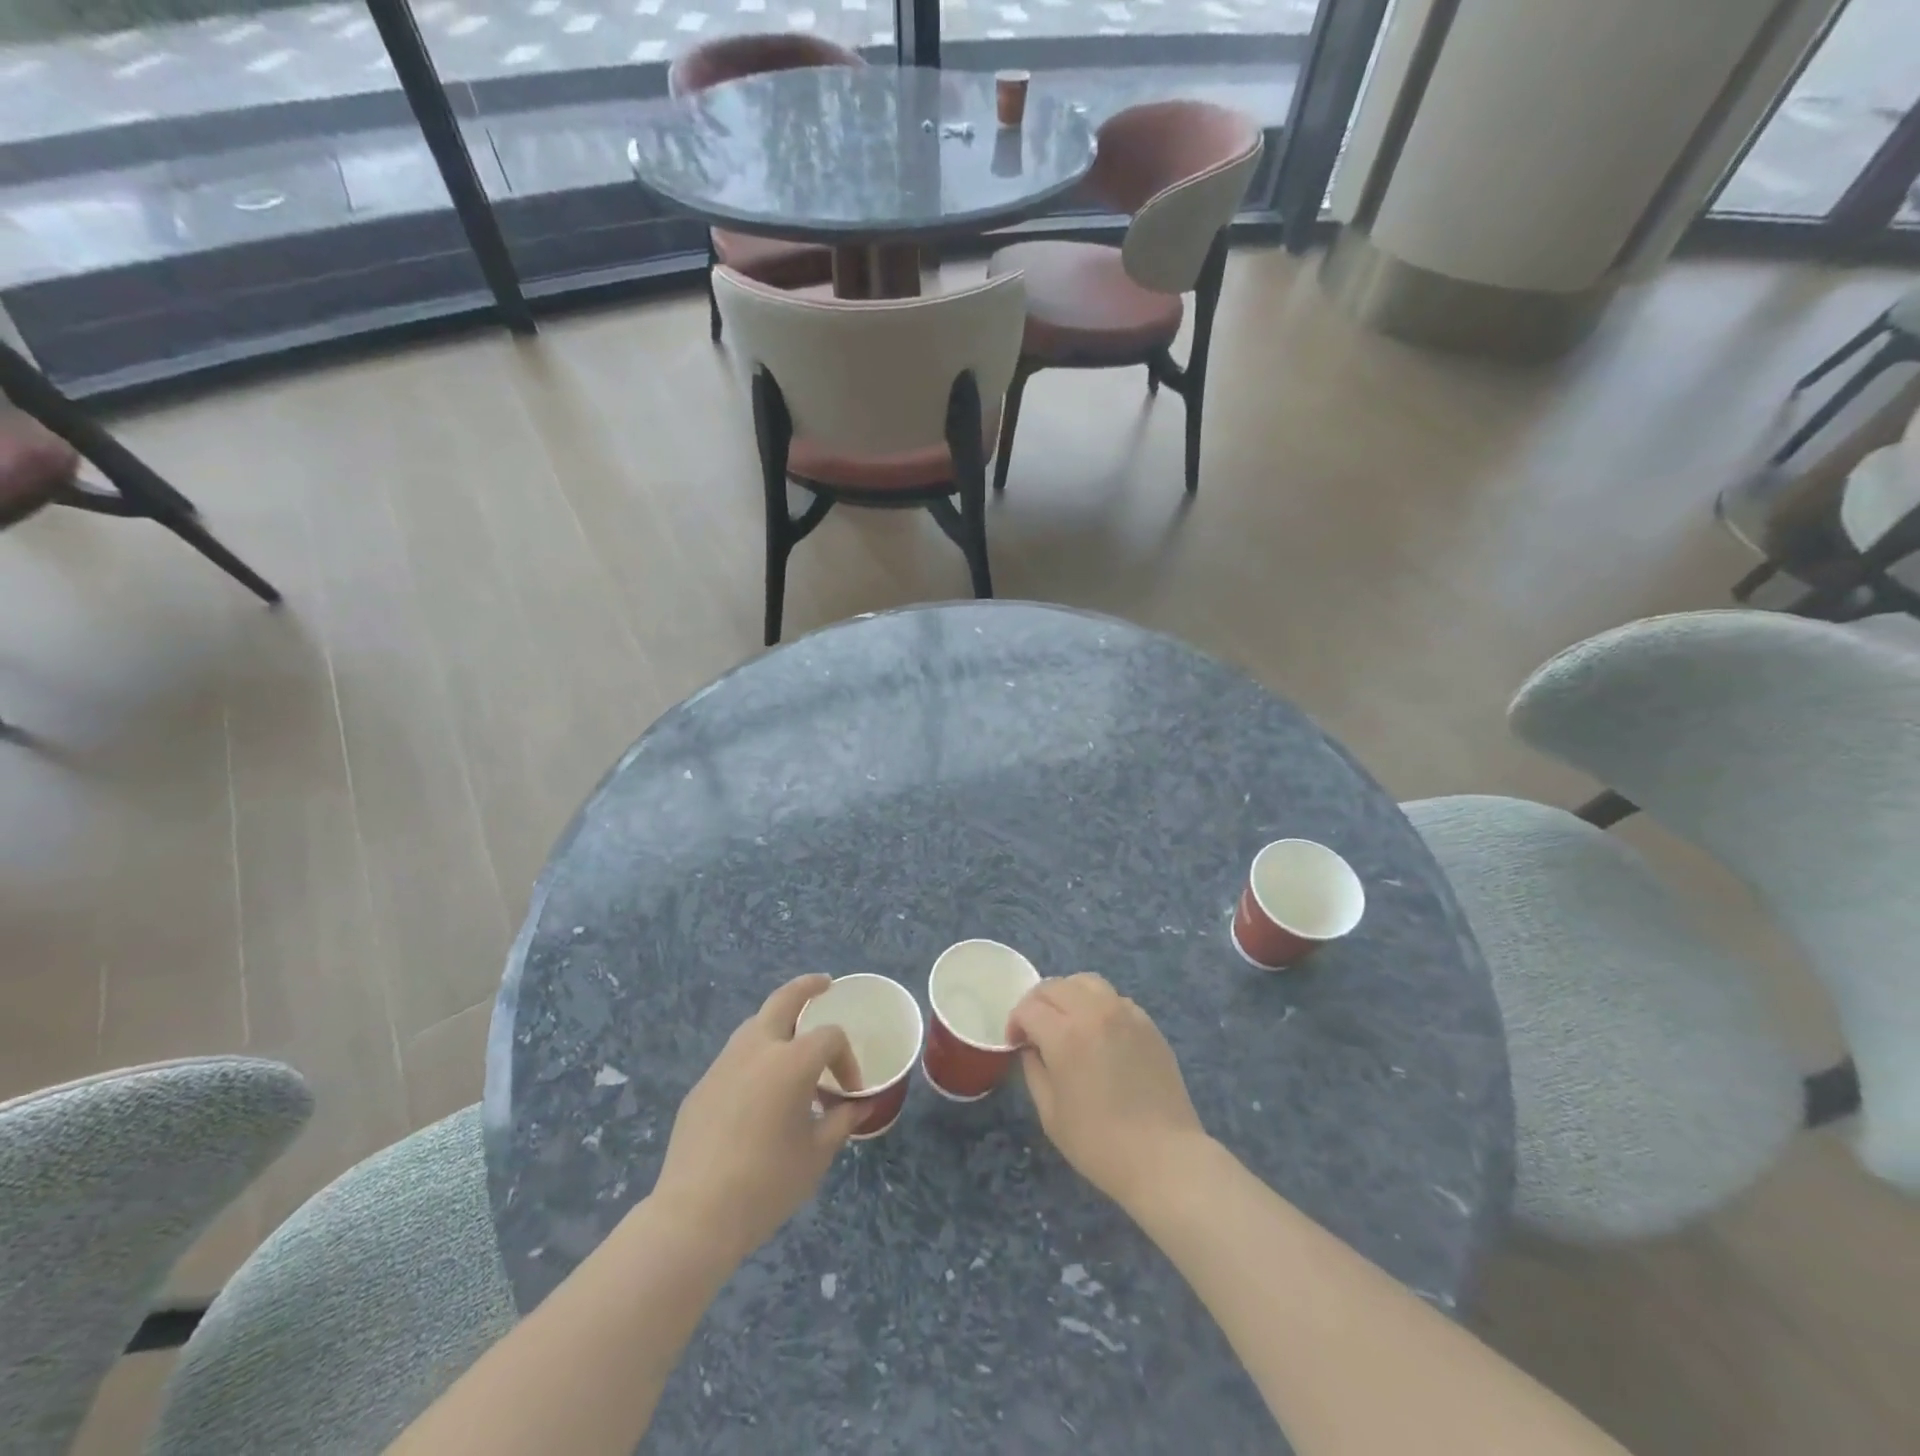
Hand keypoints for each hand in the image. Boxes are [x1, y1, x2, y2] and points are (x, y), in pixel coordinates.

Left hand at [648, 974, 864, 1264]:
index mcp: (792, 1061)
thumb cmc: (767, 1184)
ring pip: (754, 1025)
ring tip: (792, 1043)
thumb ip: (841, 1122)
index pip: (830, 1039)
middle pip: (784, 1000)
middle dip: (807, 988)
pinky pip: (735, 1058)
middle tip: (824, 984)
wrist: (695, 1216)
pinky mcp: (701, 1086)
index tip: (850, 1093)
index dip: (847, 1061)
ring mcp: (723, 1065)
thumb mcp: (816, 1155)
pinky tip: (759, 1092)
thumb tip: (857, 1106)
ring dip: (777, 1023)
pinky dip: (754, 1058)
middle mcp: (757, 1050)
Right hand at [1008, 973, 1206, 1211]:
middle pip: (1055, 986)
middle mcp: (1094, 1012)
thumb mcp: (1050, 1114)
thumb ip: (1034, 1070)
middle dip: (1037, 1003)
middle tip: (1035, 1029)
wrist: (1164, 1158)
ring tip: (1067, 1021)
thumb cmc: (1099, 1143)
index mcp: (1065, 1035)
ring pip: (1086, 982)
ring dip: (1068, 995)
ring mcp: (1125, 1013)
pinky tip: (1099, 1032)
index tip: (1016, 1043)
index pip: (1029, 1007)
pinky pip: (1114, 998)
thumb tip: (1031, 1047)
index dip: (1015, 1022)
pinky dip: (1097, 1004)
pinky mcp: (1147, 1023)